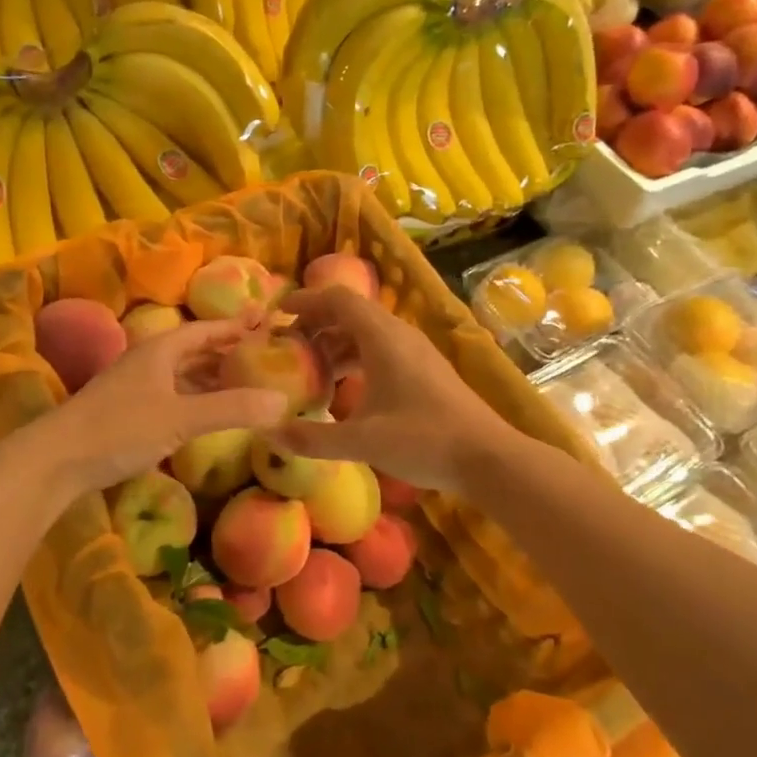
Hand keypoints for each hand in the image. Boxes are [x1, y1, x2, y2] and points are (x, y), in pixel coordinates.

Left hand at [26, 320, 289, 497]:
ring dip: (212, 376)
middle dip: (228, 351)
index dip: (237, 326)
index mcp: (161, 350)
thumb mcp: (181, 418)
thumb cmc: (120, 429)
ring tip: (245, 383)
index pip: (207, 330)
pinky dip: (196, 398)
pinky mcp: (128, 412)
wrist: (55, 460)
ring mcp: (136, 387)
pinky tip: (208, 413)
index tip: (267, 322)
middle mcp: (149, 361)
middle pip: (195, 350)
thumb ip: (231, 409)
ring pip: (183, 374)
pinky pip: (173, 395)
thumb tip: (282, 402)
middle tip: (264, 356)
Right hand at [269, 287, 518, 493]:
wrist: (487, 457)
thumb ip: (313, 438)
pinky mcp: (425, 371)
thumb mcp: (362, 442)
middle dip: (317, 325)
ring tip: (311, 370)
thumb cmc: (423, 440)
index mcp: (383, 337)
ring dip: (336, 344)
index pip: (338, 299)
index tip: (277, 316)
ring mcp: (416, 352)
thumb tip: (269, 434)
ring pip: (367, 333)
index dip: (306, 302)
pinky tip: (345, 390)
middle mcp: (399, 335)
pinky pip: (382, 350)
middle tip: (288, 347)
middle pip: (351, 313)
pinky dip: (356, 359)